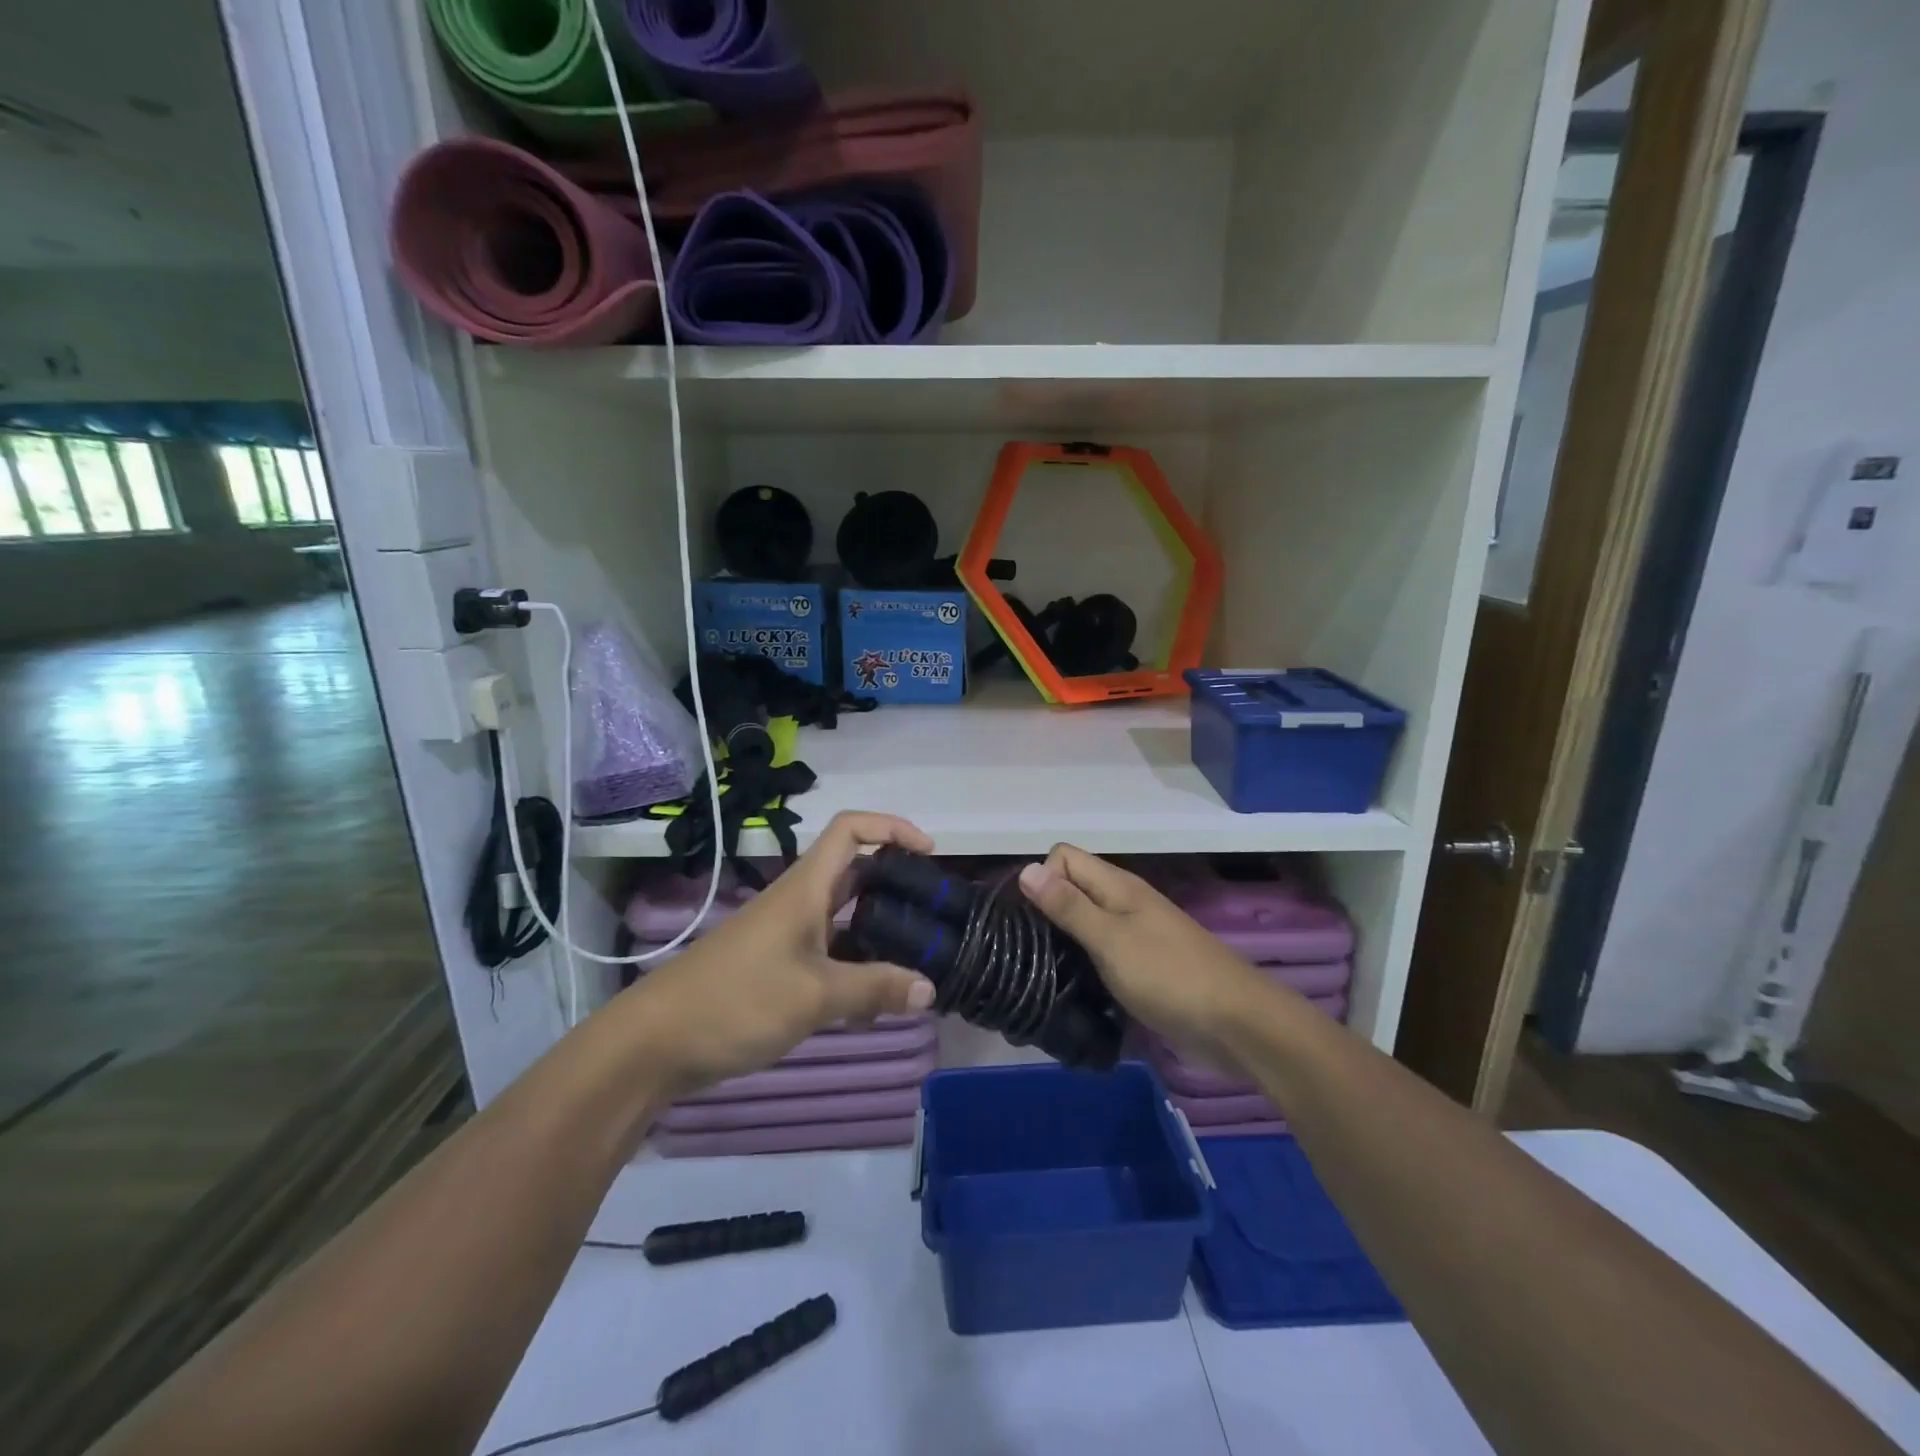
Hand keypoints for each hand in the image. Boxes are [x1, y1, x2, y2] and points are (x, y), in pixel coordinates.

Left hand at [619, 812, 937, 1097]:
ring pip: (845, 917)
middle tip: (934, 912)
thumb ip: (874, 989)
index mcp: (805, 889)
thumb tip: (930, 988)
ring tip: (918, 959)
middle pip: (855, 872)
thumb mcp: (814, 996)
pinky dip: (857, 966)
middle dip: (896, 883)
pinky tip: (876, 1001)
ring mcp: (786, 935)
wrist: (654, 1044)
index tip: (929, 853)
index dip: (892, 827)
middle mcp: (798, 902)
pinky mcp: (777, 967)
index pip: (851, 830)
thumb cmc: (735, 1002)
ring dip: (880, 931)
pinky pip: (830, 953)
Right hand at [1017, 845, 1279, 1069]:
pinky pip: (1101, 954)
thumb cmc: (1169, 976)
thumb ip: (1069, 906)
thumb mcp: (1111, 940)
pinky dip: (1084, 965)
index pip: (1063, 857)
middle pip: (1072, 889)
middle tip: (1025, 951)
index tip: (1030, 918)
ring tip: (1040, 973)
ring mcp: (1135, 936)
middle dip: (1046, 911)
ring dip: (1063, 942)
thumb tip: (1026, 868)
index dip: (1042, 878)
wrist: (1236, 1024)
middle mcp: (1124, 903)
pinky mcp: (1142, 967)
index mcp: (1118, 886)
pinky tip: (1072, 989)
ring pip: (1085, 923)